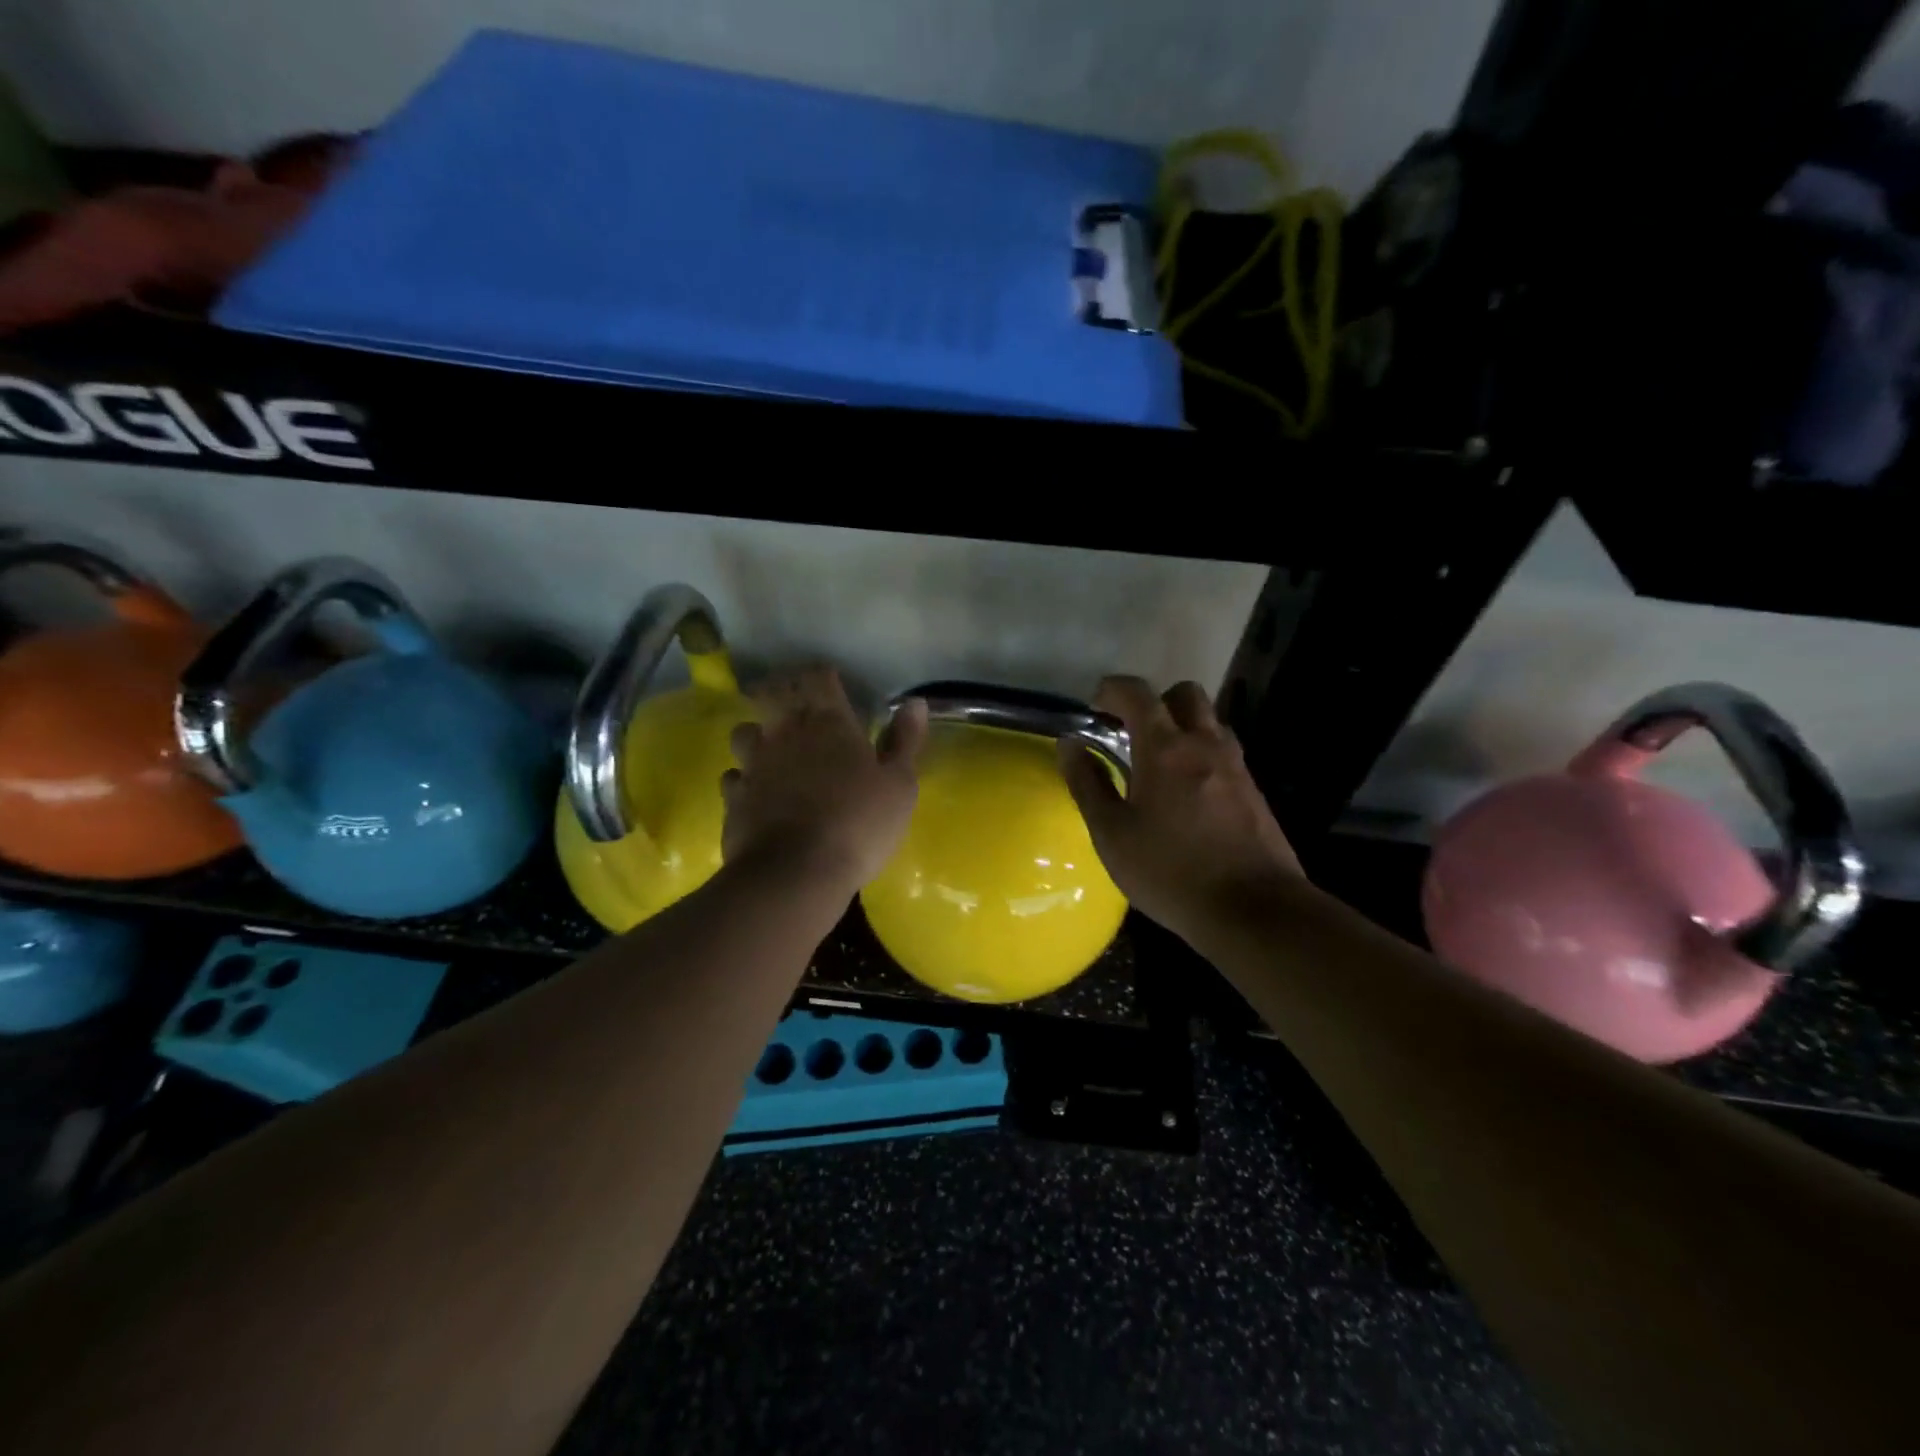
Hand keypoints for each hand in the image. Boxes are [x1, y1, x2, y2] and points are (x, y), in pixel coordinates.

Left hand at [721, 666, 927, 895]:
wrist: (796, 873)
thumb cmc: (858, 823)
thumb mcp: (899, 785)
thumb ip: (904, 741)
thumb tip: (915, 702)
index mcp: (828, 722)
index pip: (818, 676)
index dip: (823, 676)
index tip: (833, 685)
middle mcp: (784, 733)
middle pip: (770, 694)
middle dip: (781, 693)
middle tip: (795, 708)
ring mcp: (753, 765)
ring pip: (744, 732)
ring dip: (757, 735)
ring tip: (771, 750)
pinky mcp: (733, 799)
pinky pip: (733, 777)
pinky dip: (744, 779)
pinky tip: (756, 793)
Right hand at [1058, 676, 1304, 944]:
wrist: (1254, 910)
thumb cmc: (1170, 871)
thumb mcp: (1112, 833)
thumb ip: (1088, 783)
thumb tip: (1070, 744)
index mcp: (1165, 748)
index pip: (1138, 693)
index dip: (1112, 690)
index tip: (1095, 706)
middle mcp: (1205, 744)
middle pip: (1185, 694)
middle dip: (1155, 701)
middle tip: (1131, 733)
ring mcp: (1236, 766)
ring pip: (1210, 723)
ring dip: (1182, 728)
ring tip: (1158, 764)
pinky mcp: (1254, 791)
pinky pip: (1224, 753)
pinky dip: (1201, 755)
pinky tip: (1187, 795)